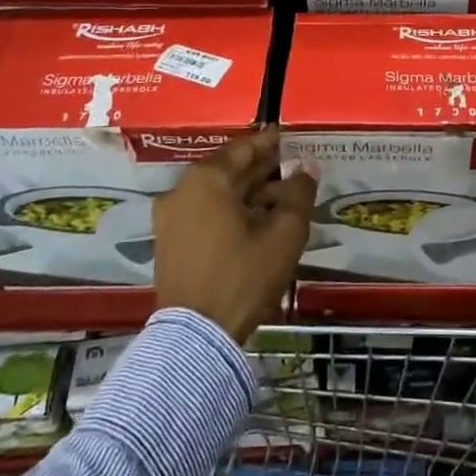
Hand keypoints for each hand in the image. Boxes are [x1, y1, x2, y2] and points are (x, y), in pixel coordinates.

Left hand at [152, 125, 316, 342]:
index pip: (243, 148)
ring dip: (248, 193)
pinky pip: (204, 214)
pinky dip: (229, 211)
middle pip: (228, 170)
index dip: (270, 142)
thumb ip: (299, 193)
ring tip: (281, 200)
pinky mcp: (169, 244)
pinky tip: (256, 223)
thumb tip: (307, 167)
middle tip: (291, 168)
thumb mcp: (284, 233)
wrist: (197, 337)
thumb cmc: (243, 275)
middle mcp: (182, 191)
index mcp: (206, 179)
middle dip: (261, 169)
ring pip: (216, 194)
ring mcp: (170, 219)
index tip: (289, 137)